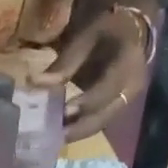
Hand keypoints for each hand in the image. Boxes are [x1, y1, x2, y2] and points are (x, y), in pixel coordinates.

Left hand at [38, 10, 149, 143]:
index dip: (87, 102)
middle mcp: (132, 88)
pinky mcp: (116, 107)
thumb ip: (65, 62)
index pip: (108, 89)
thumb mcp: (87, 36)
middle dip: (78, 129)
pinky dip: (78, 128)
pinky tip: (59, 132)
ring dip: (76, 133)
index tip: (64, 111)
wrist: (131, 30)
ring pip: (100, 123)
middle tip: (52, 137)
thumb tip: (35, 82)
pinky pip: (97, 121)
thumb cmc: (107, 28)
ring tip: (51, 139)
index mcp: (129, 64)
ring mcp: (125, 100)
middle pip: (105, 116)